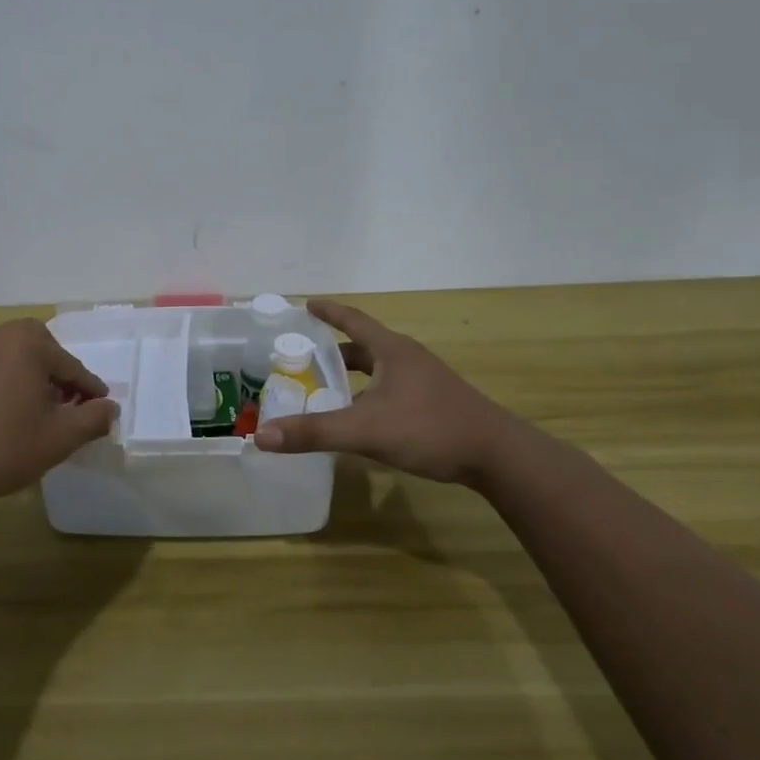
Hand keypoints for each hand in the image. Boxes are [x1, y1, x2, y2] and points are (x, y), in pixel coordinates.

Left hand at [0, 318, 118, 518]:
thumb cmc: (0, 448)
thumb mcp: (58, 439)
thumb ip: (92, 419)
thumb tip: (110, 408)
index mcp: (26, 341)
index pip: (70, 366)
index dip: (88, 391)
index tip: (97, 409)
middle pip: (36, 356)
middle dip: (52, 381)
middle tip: (60, 411)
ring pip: (3, 363)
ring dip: (19, 383)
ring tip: (22, 418)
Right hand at [252, 299, 522, 486]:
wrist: (497, 455)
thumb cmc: (429, 429)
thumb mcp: (365, 430)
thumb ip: (314, 432)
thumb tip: (262, 435)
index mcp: (392, 351)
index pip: (353, 320)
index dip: (328, 312)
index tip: (307, 304)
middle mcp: (408, 358)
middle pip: (364, 345)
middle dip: (334, 349)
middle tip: (304, 356)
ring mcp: (425, 380)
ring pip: (379, 369)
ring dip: (353, 374)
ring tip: (326, 386)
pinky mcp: (435, 402)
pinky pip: (391, 387)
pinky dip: (369, 393)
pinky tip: (361, 416)